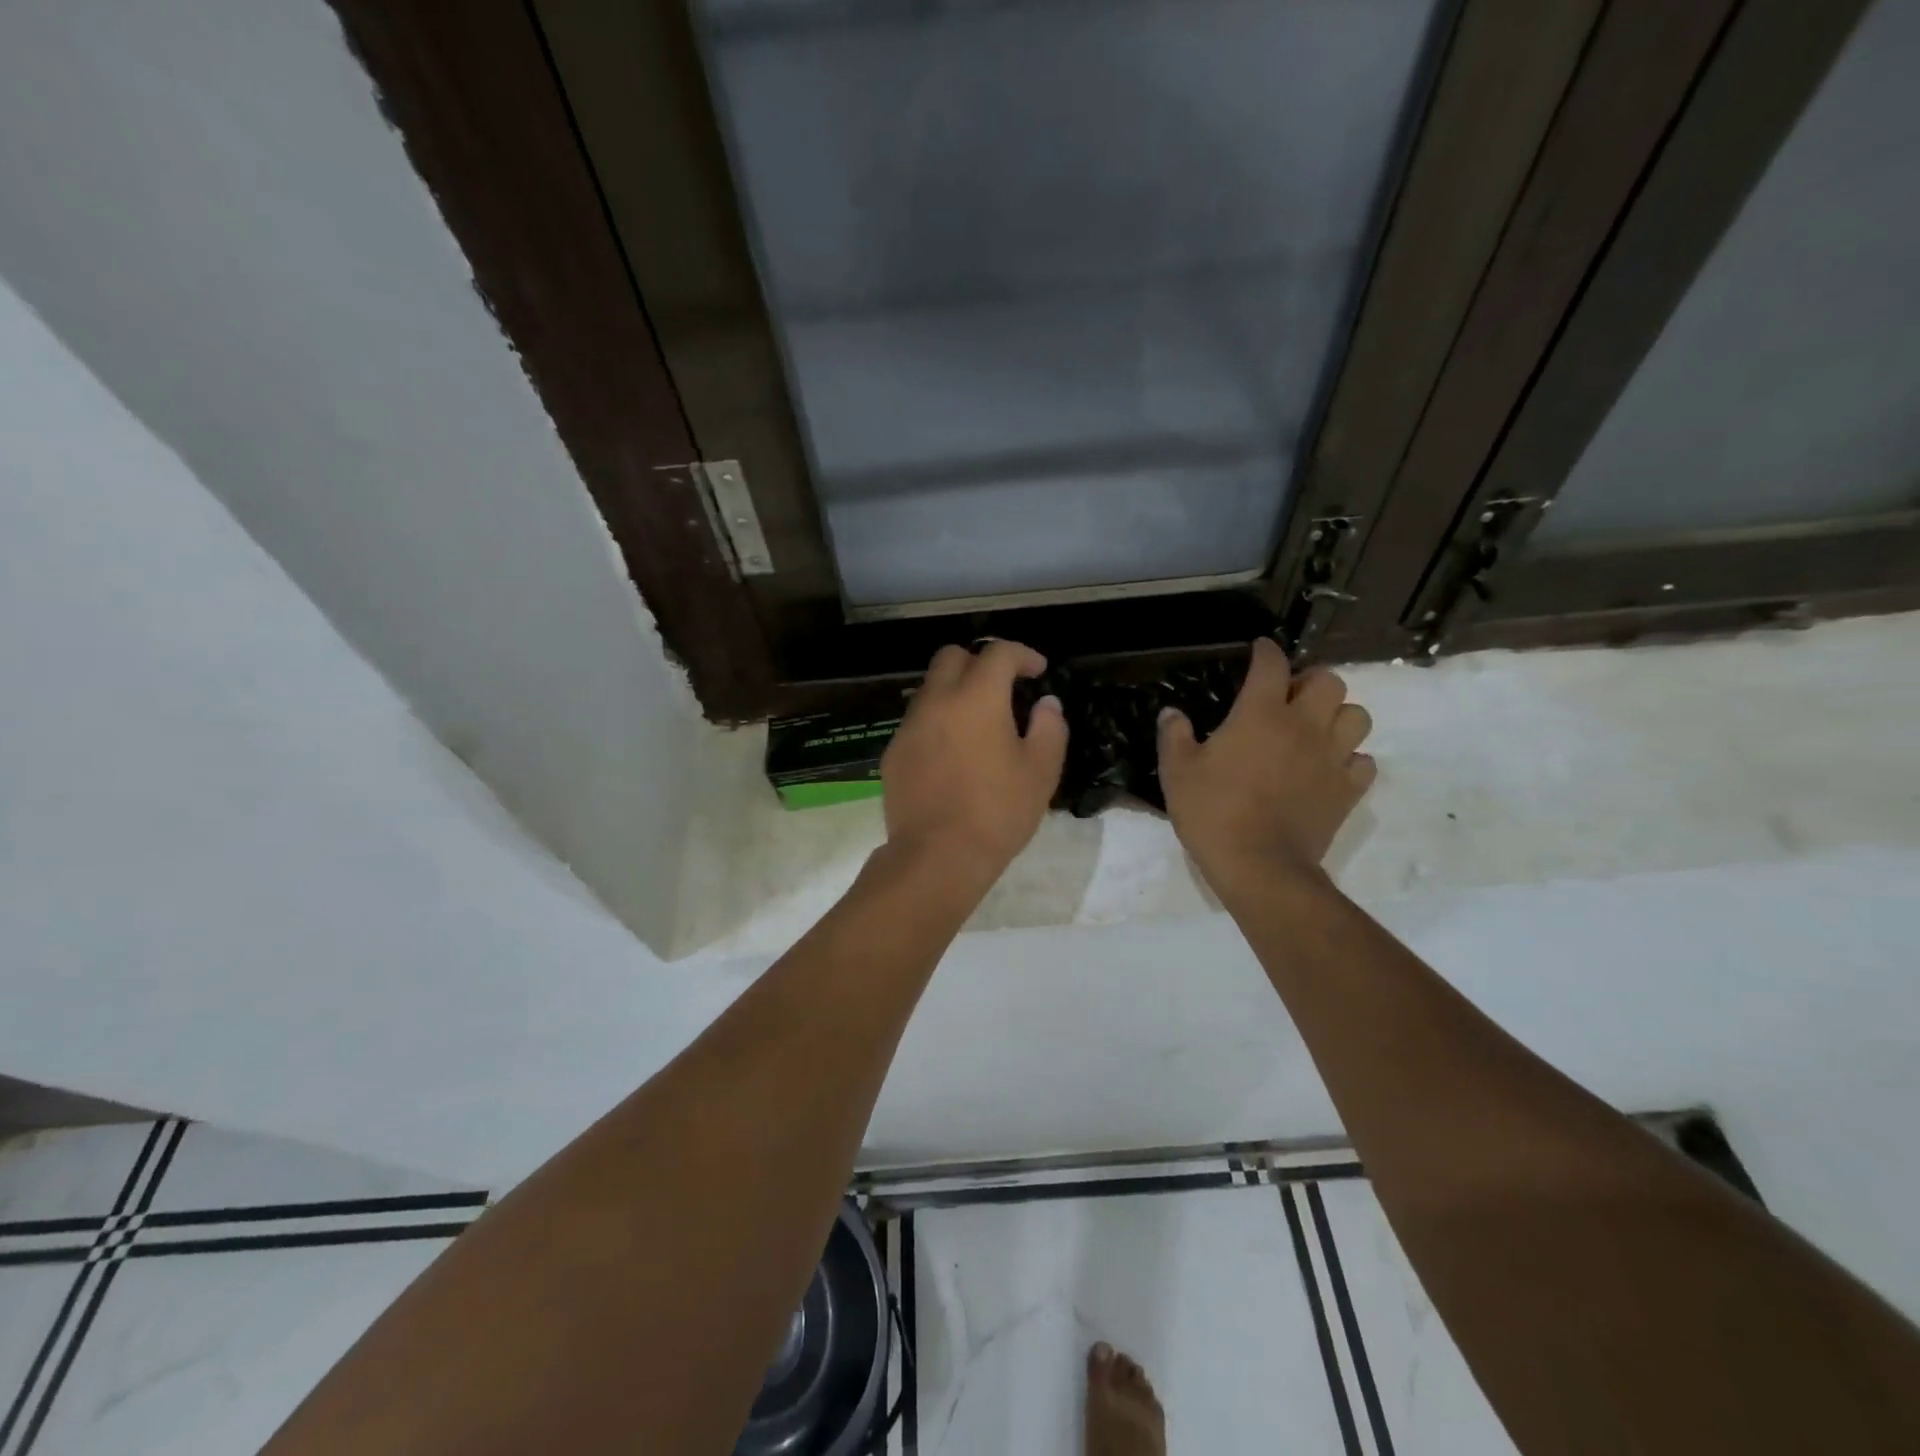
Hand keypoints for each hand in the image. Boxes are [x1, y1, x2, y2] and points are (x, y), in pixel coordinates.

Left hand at [880, 640, 1067, 884]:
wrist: (938, 856)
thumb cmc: (998, 812)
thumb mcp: (1041, 771)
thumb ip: (1049, 728)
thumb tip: (1046, 704)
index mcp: (977, 697)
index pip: (998, 652)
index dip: (1022, 654)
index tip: (1037, 671)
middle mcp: (937, 700)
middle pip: (952, 656)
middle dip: (980, 662)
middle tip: (1002, 688)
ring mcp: (910, 726)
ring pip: (930, 688)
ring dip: (955, 692)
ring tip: (977, 724)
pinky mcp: (894, 752)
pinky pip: (917, 722)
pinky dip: (937, 723)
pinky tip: (952, 755)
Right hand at [1158, 639, 1375, 891]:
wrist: (1259, 866)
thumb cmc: (1213, 813)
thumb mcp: (1177, 772)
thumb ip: (1174, 736)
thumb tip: (1172, 713)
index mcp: (1260, 714)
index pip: (1271, 665)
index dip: (1266, 651)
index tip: (1259, 650)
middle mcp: (1304, 725)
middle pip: (1329, 681)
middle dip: (1310, 681)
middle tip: (1289, 697)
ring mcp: (1332, 757)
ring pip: (1357, 716)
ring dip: (1337, 715)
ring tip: (1315, 730)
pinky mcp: (1348, 790)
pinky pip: (1363, 761)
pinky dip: (1350, 758)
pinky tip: (1328, 768)